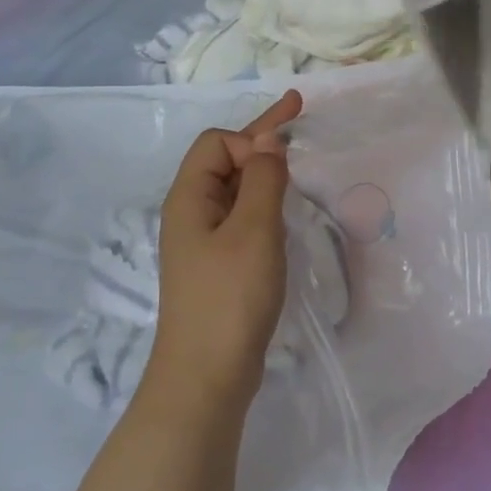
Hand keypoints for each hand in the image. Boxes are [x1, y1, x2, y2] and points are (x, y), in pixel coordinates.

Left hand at [147, 91, 302, 411]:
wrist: (207, 376)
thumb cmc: (229, 298)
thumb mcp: (253, 231)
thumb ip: (262, 179)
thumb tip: (268, 139)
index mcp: (189, 198)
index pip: (218, 143)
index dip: (251, 141)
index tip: (284, 162)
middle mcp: (192, 214)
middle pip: (224, 161)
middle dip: (262, 139)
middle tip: (300, 113)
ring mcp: (204, 242)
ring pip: (236, 191)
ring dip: (265, 173)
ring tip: (298, 166)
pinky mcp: (220, 266)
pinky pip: (243, 219)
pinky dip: (266, 205)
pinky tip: (286, 213)